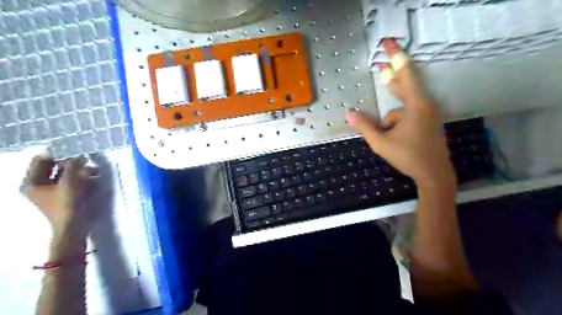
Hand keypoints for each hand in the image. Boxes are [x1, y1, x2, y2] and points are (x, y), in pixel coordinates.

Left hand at [19, 155, 106, 238]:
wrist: (73, 227)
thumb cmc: (67, 204)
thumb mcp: (70, 182)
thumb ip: (73, 166)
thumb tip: (78, 155)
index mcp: (32, 182)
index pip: (41, 160)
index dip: (57, 154)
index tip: (74, 150)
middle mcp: (39, 186)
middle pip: (54, 167)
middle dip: (71, 164)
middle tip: (86, 161)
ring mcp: (51, 192)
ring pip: (65, 175)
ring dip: (79, 172)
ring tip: (93, 172)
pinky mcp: (64, 197)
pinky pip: (72, 183)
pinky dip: (81, 180)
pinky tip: (92, 180)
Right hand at [345, 39, 452, 186]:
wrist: (434, 173)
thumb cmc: (408, 156)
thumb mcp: (381, 142)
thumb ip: (365, 126)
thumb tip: (348, 114)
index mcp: (416, 106)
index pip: (405, 75)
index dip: (395, 57)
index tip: (389, 43)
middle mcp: (424, 105)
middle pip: (404, 85)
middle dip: (391, 76)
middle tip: (380, 64)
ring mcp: (427, 114)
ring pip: (401, 109)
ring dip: (390, 120)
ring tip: (386, 137)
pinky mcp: (427, 121)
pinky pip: (407, 115)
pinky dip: (396, 123)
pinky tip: (393, 137)